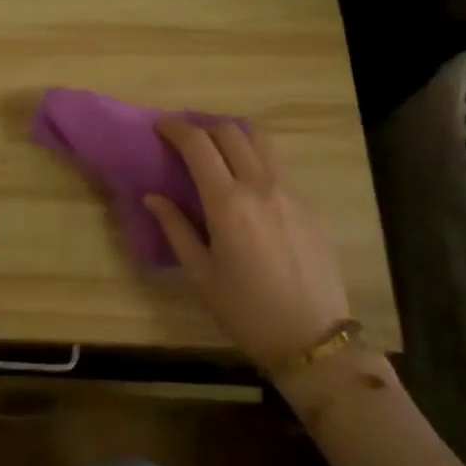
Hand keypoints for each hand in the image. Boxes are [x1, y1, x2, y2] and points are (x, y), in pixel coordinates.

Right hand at [143, 118, 350, 371]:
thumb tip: (152, 197)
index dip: (175, 128)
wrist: (312, 339)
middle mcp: (261, 186)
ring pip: (261, 139)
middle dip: (202, 126)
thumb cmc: (246, 312)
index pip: (198, 144)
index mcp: (228, 203)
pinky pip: (278, 164)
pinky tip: (246, 182)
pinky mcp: (309, 204)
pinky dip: (256, 157)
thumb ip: (175, 228)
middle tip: (185, 139)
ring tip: (217, 150)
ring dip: (233, 134)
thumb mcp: (201, 274)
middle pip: (230, 131)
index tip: (160, 126)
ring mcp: (291, 191)